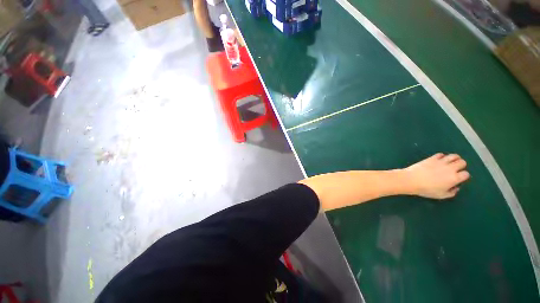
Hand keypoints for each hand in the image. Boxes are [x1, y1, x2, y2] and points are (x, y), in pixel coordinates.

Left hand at [404, 153, 469, 198]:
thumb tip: (456, 188)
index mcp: (454, 178)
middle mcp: (450, 168)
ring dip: (454, 159)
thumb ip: (451, 192)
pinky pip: (441, 154)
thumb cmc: (426, 189)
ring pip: (454, 156)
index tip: (459, 178)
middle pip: (462, 162)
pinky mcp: (432, 158)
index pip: (466, 174)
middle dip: (461, 165)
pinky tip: (439, 160)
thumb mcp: (441, 195)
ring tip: (450, 163)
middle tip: (455, 169)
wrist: (411, 180)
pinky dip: (442, 156)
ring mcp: (441, 162)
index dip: (463, 176)